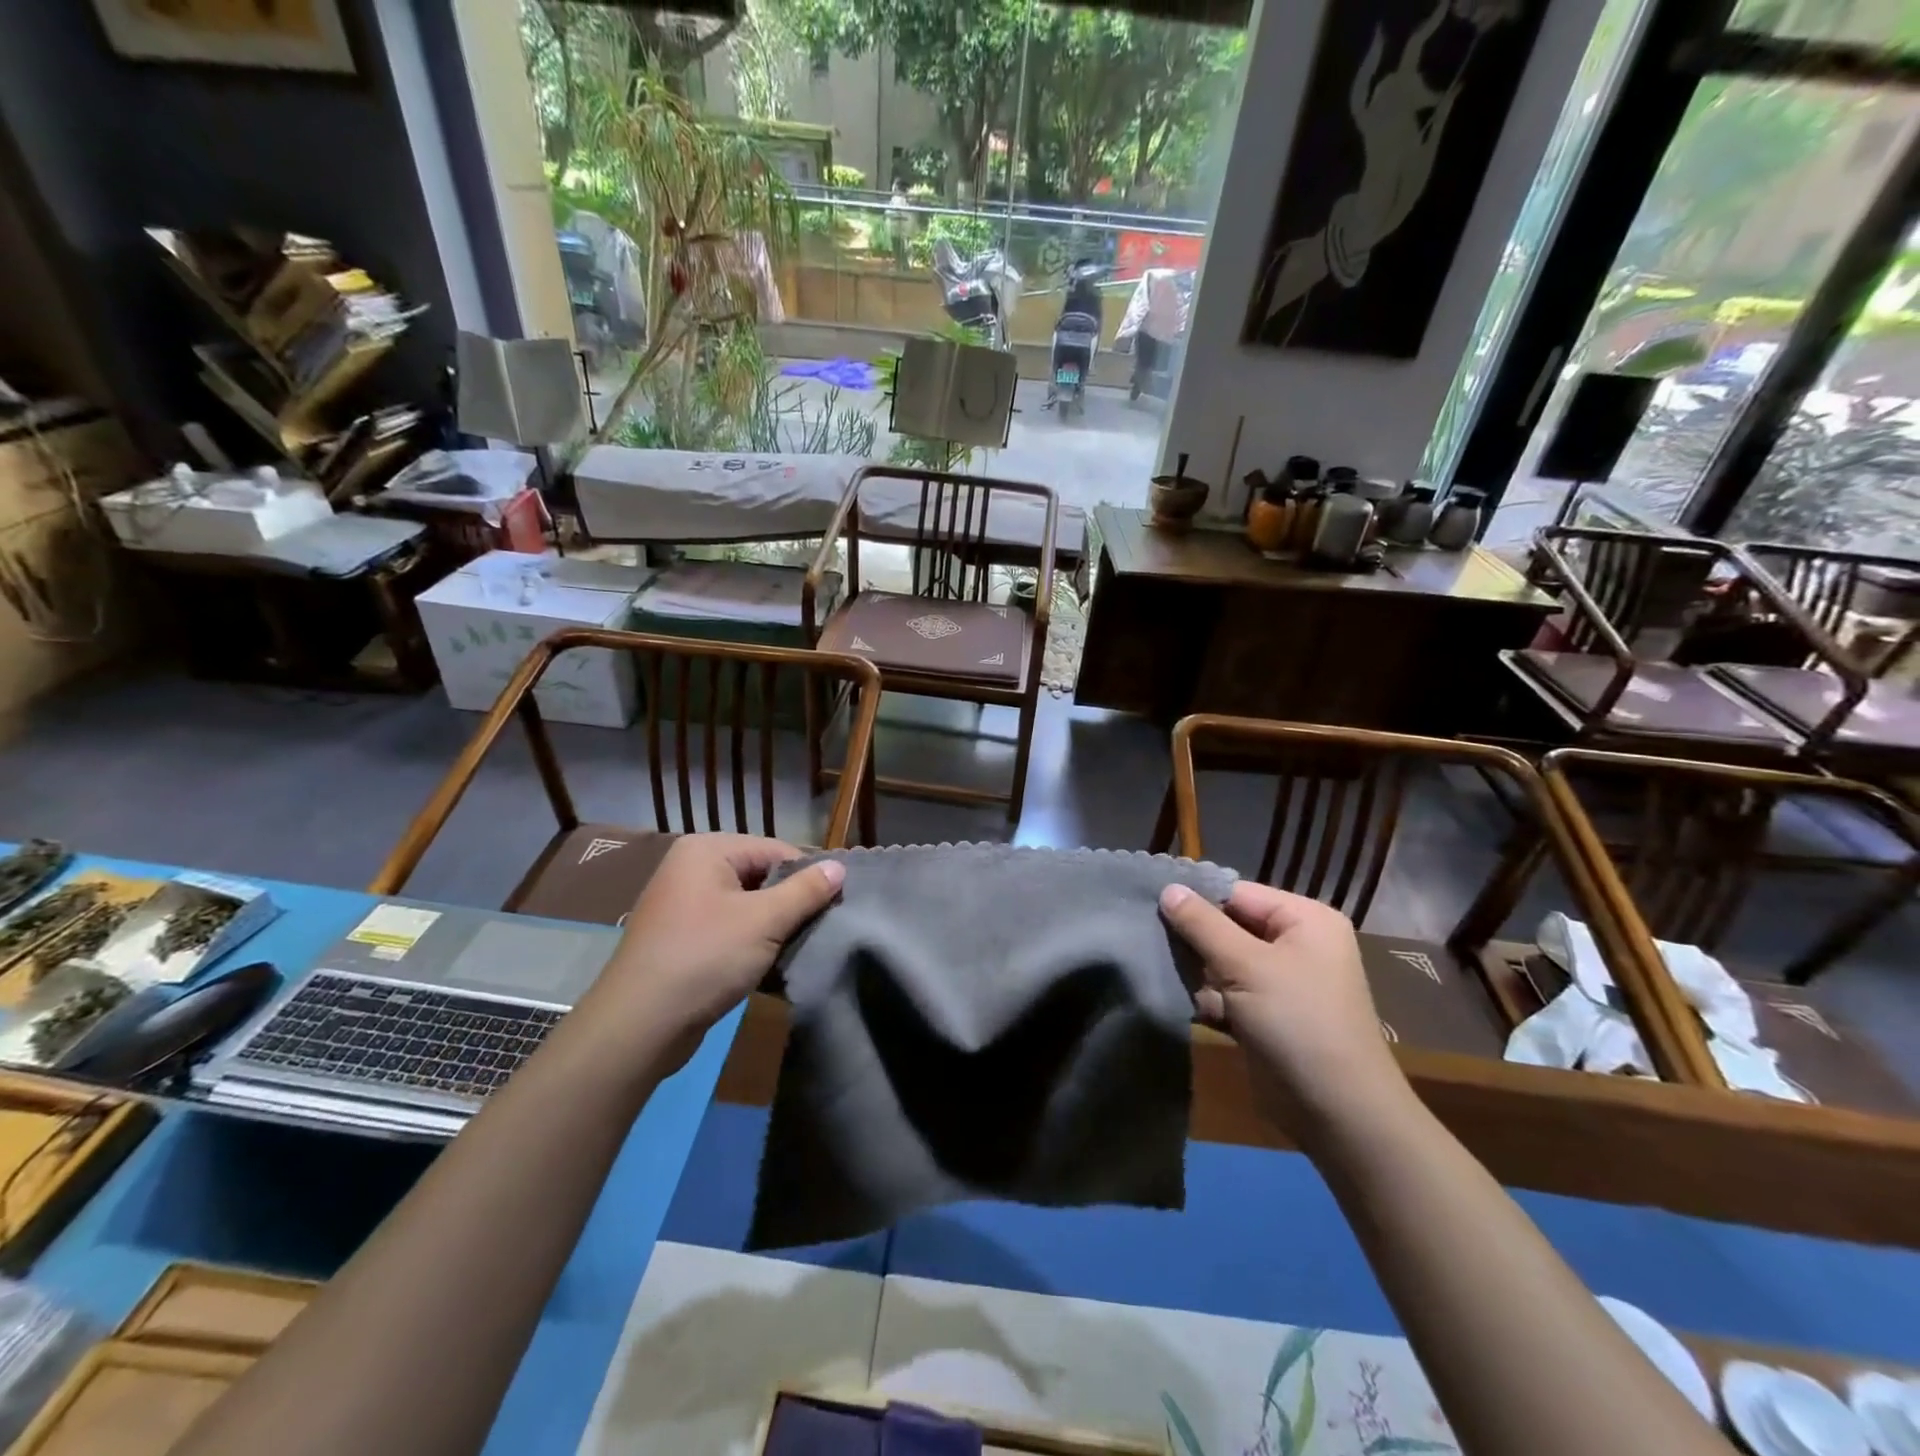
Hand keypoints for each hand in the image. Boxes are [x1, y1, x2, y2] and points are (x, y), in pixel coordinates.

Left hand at [580, 835, 843, 1074]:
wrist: (638, 1026)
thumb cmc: (704, 958)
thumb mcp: (765, 921)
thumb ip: (806, 891)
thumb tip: (840, 866)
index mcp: (707, 850)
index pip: (776, 850)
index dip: (809, 875)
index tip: (839, 903)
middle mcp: (691, 868)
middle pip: (761, 875)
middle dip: (791, 902)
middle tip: (823, 927)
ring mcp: (683, 904)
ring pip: (747, 904)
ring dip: (774, 926)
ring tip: (802, 947)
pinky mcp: (681, 937)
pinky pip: (729, 927)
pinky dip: (751, 941)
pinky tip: (772, 963)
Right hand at [1160, 881, 1410, 1138]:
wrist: (1339, 1114)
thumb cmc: (1297, 1023)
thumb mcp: (1246, 966)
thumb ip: (1203, 925)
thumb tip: (1168, 888)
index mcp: (1304, 920)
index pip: (1238, 893)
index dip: (1195, 898)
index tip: (1148, 903)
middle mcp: (1296, 945)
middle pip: (1229, 926)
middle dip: (1192, 938)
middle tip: (1144, 935)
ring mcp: (1282, 983)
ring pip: (1224, 962)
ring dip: (1195, 970)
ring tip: (1153, 967)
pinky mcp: (1267, 1016)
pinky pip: (1228, 993)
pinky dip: (1206, 998)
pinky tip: (1176, 1000)